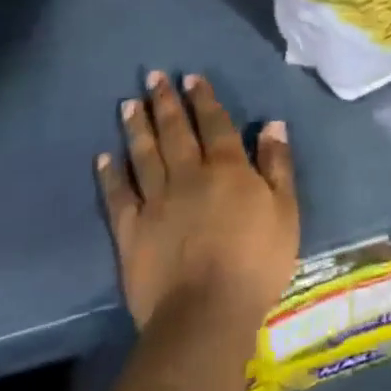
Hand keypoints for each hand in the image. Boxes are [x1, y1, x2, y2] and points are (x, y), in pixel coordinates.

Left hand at [97, 72, 298, 338]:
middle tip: (153, 76)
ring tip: (128, 103)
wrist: (206, 314)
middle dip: (165, 102)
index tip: (191, 77)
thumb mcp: (285, 210)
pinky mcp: (132, 231)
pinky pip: (119, 196)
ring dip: (137, 127)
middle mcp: (188, 175)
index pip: (215, 124)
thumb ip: (277, 164)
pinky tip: (104, 156)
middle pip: (175, 131)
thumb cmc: (256, 262)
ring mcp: (156, 202)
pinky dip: (111, 174)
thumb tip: (272, 123)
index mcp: (227, 168)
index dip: (203, 99)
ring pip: (144, 155)